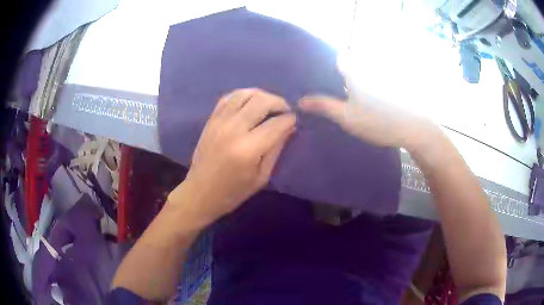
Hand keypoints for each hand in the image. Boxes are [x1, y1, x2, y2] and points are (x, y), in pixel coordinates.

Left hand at [169, 88, 295, 223]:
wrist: (200, 193)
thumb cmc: (233, 192)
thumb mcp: (261, 176)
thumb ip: (276, 149)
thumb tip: (289, 127)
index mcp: (248, 148)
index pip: (277, 123)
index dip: (290, 119)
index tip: (295, 121)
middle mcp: (233, 129)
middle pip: (262, 101)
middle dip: (279, 103)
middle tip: (285, 111)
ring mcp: (220, 121)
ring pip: (245, 94)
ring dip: (262, 95)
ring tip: (269, 105)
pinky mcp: (211, 119)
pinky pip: (229, 97)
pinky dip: (243, 95)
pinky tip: (250, 103)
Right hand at [298, 72, 440, 152]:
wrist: (415, 129)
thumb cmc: (379, 122)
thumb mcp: (347, 117)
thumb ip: (323, 106)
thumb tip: (300, 100)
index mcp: (355, 70)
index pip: (334, 56)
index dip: (321, 62)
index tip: (311, 73)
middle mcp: (367, 67)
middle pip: (345, 65)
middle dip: (331, 73)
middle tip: (319, 88)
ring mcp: (378, 75)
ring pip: (356, 73)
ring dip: (345, 81)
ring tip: (334, 94)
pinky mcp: (387, 85)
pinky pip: (367, 81)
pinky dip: (358, 87)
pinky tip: (355, 99)